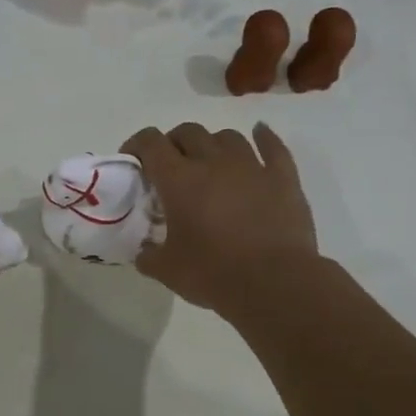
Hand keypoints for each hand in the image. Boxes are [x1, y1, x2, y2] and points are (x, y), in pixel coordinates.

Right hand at [120, 122, 318, 317]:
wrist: (275, 284)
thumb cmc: (213, 274)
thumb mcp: (166, 270)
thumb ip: (148, 255)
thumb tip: (144, 251)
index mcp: (179, 180)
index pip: (151, 143)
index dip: (137, 144)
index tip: (132, 159)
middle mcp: (213, 162)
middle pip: (188, 132)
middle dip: (173, 142)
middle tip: (169, 165)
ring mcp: (252, 166)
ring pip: (227, 136)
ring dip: (212, 143)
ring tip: (209, 161)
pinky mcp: (283, 178)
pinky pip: (273, 147)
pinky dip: (264, 138)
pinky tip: (260, 134)